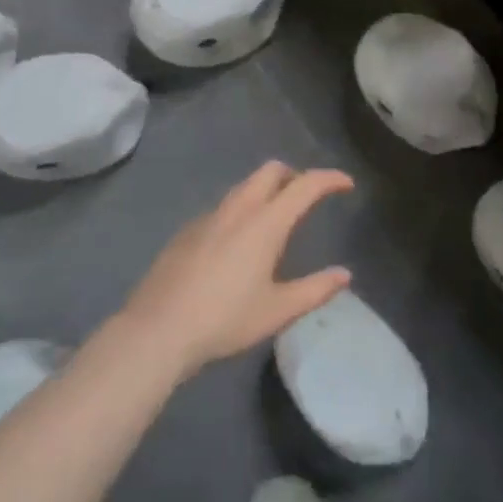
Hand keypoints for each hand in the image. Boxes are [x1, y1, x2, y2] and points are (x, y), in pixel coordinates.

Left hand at [119, 162, 353, 380]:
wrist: (156, 330)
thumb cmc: (224, 320)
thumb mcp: (277, 311)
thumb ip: (315, 289)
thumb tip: (344, 275)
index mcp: (265, 223)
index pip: (305, 185)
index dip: (329, 179)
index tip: (346, 184)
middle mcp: (238, 209)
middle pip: (271, 171)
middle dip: (294, 175)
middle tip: (307, 196)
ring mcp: (208, 217)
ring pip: (244, 186)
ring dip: (266, 190)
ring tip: (275, 218)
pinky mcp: (187, 231)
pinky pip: (222, 207)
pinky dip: (241, 210)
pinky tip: (237, 244)